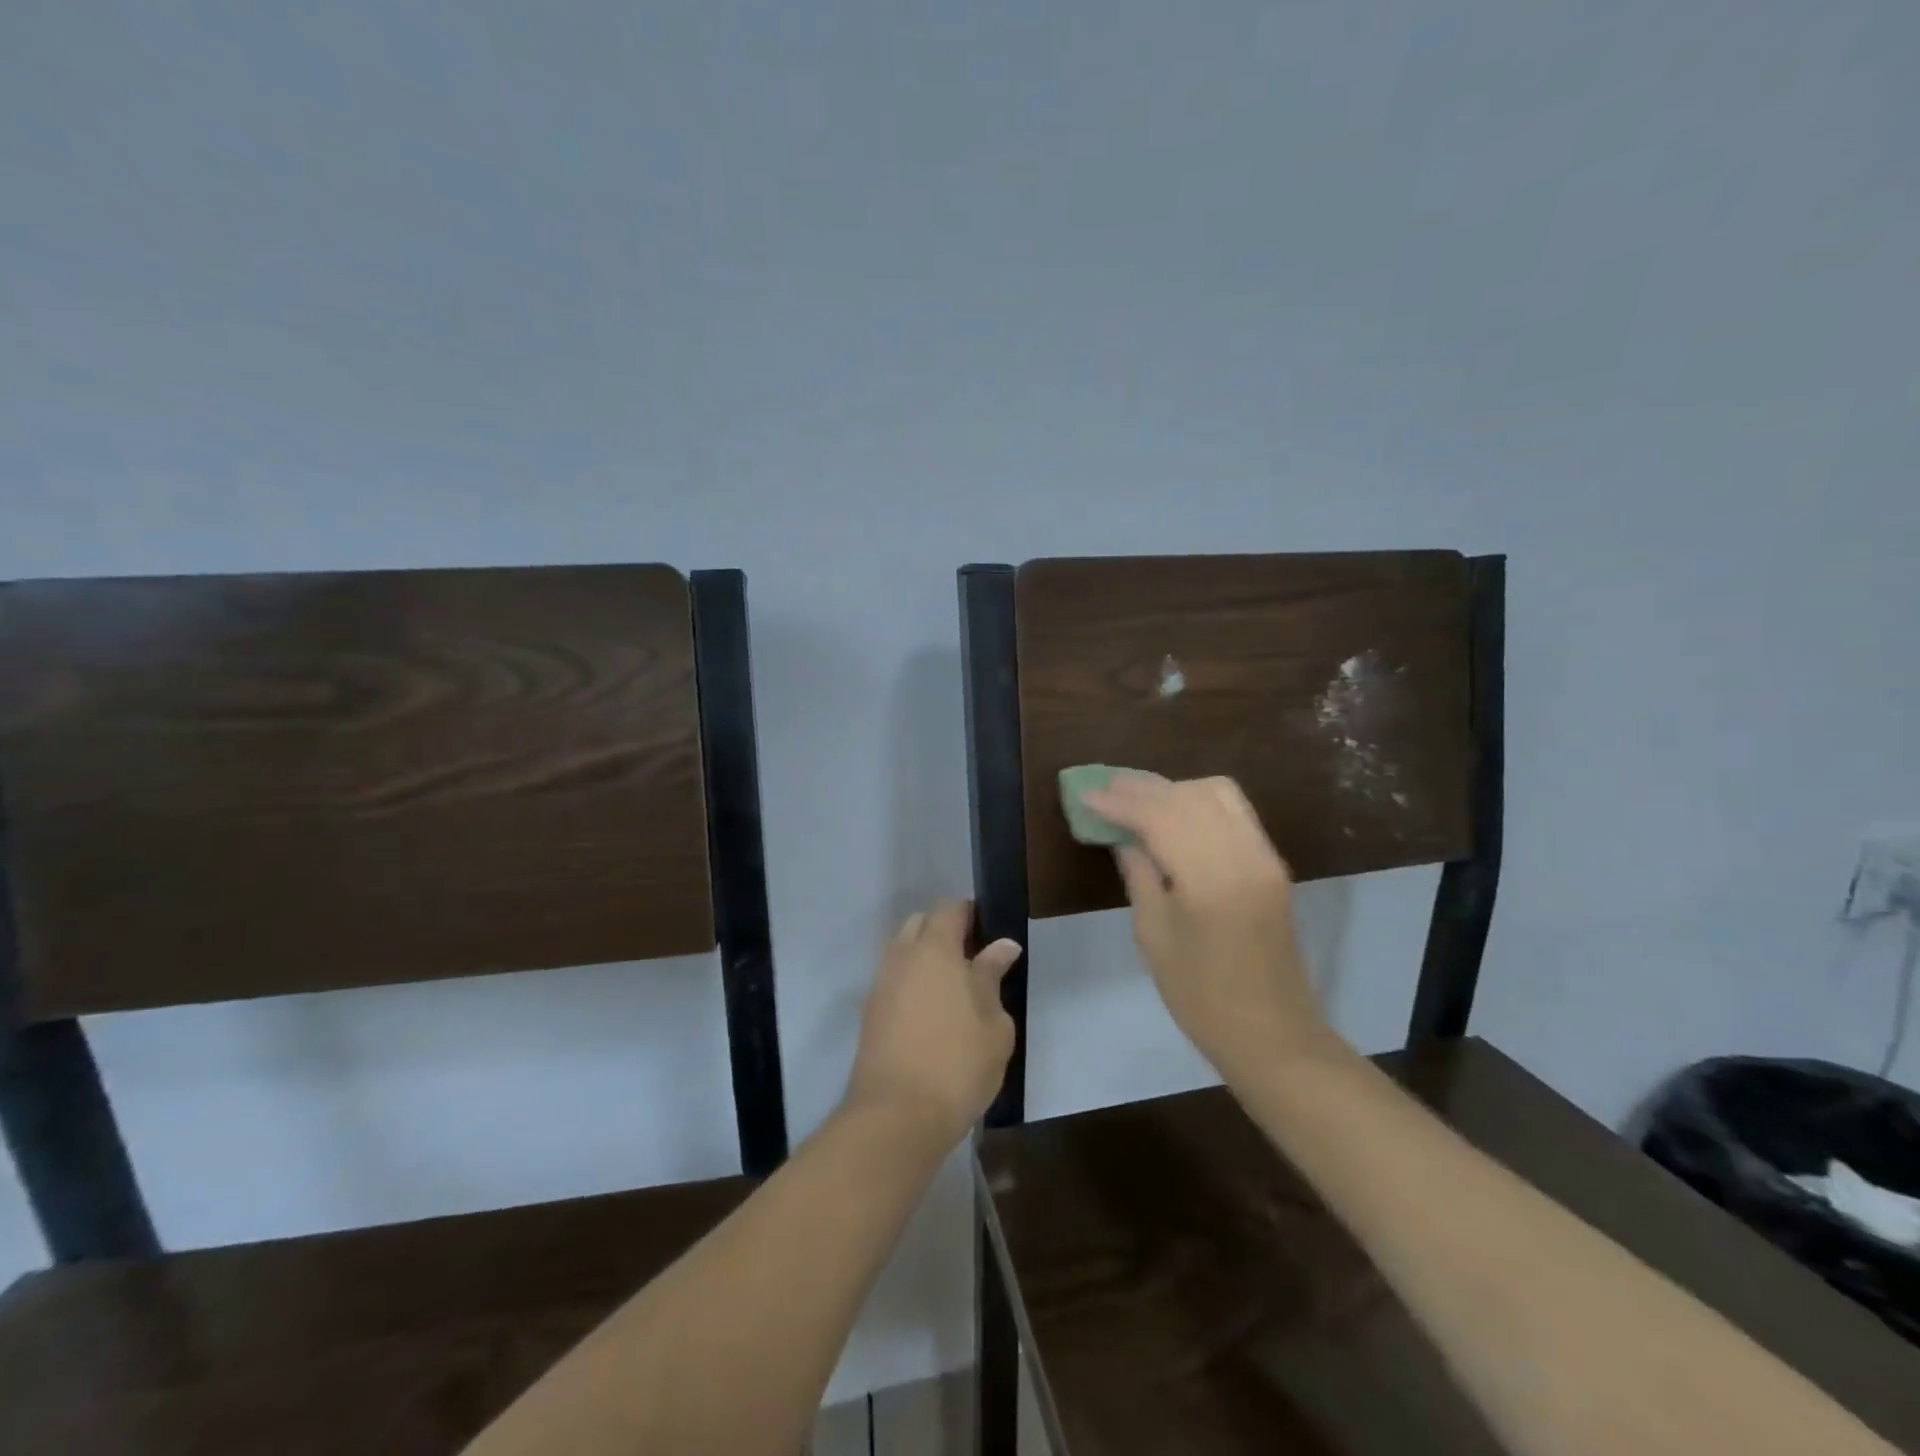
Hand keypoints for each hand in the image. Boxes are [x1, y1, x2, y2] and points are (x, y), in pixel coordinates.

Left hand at [844, 900, 1021, 1146]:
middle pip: (920, 925)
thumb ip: (992, 977)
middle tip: (972, 961)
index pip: (948, 909)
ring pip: (903, 953)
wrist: (896, 1117)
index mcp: (934, 949)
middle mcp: (901, 956)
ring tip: (953, 991)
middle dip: (943, 932)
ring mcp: (880, 984)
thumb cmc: (958, 1064)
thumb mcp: (993, 1023)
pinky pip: (893, 981)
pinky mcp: (869, 1014)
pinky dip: (911, 984)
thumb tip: (1002, 946)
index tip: (989, 931)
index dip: (969, 913)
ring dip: (925, 959)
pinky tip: (930, 1013)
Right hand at [1082, 775, 1344, 1080]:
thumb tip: (1121, 836)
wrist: (1272, 1033)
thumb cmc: (1200, 995)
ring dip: (1174, 788)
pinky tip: (1174, 811)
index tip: (1086, 796)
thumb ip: (1139, 875)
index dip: (1119, 803)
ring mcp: (1264, 856)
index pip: (1160, 817)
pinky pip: (1235, 811)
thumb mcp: (1154, 936)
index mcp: (1210, 879)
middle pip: (1188, 797)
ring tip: (1137, 796)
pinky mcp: (1272, 863)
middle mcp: (1243, 855)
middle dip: (1143, 788)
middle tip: (1105, 787)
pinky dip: (1200, 800)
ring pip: (1216, 793)